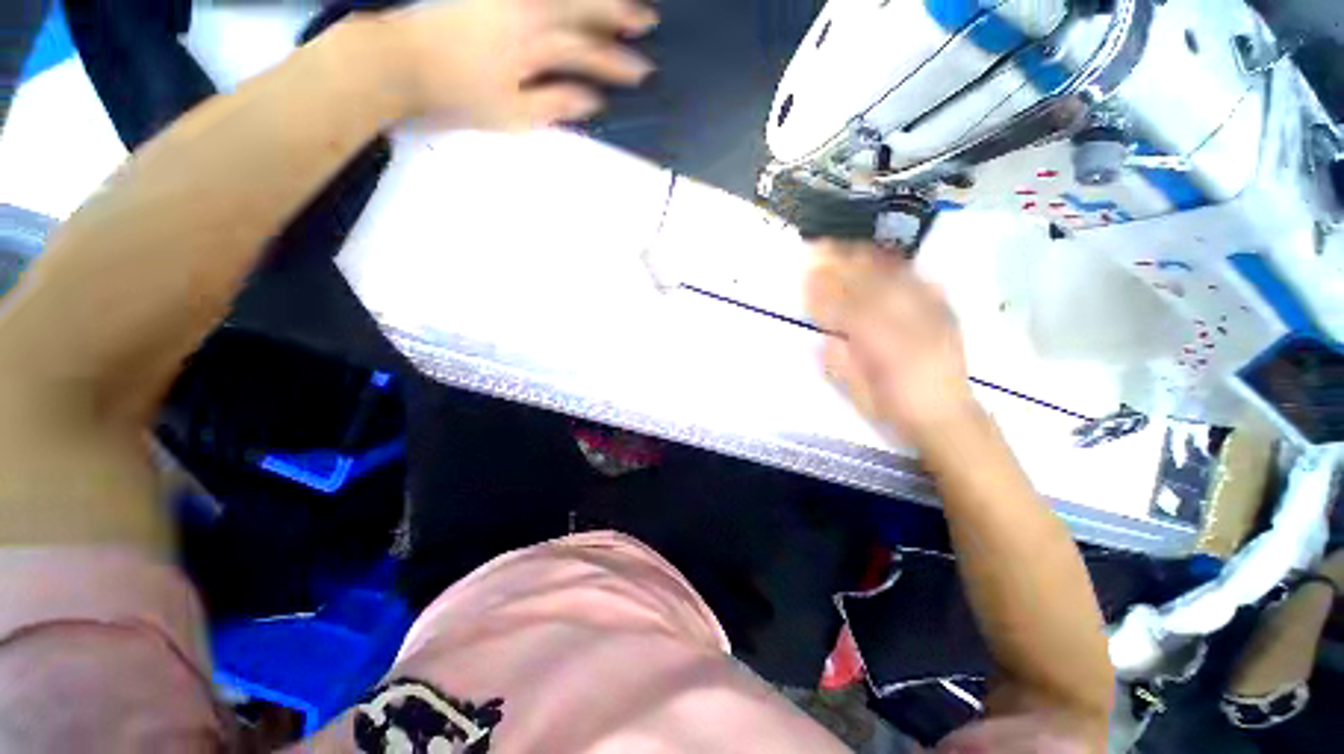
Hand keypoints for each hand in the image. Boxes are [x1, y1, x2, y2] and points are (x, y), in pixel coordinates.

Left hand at [381, 0, 657, 128]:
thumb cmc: (457, 95)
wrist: (399, 60)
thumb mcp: (512, 114)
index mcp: (533, 45)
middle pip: (582, 9)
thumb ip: (556, 103)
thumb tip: (593, 99)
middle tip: (648, 20)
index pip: (588, 52)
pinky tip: (574, 2)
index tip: (644, 73)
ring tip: (621, 4)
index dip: (618, 63)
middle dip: (619, 14)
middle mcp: (526, 10)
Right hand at [806, 240, 977, 440]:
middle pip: (874, 287)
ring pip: (897, 277)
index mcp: (890, 352)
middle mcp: (915, 327)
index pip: (852, 314)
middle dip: (843, 265)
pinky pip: (920, 279)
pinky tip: (879, 255)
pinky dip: (896, 265)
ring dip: (866, 258)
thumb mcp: (861, 397)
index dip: (826, 294)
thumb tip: (825, 336)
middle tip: (818, 248)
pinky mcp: (944, 312)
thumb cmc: (896, 411)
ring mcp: (934, 316)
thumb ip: (842, 365)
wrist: (947, 416)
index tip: (805, 277)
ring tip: (843, 245)